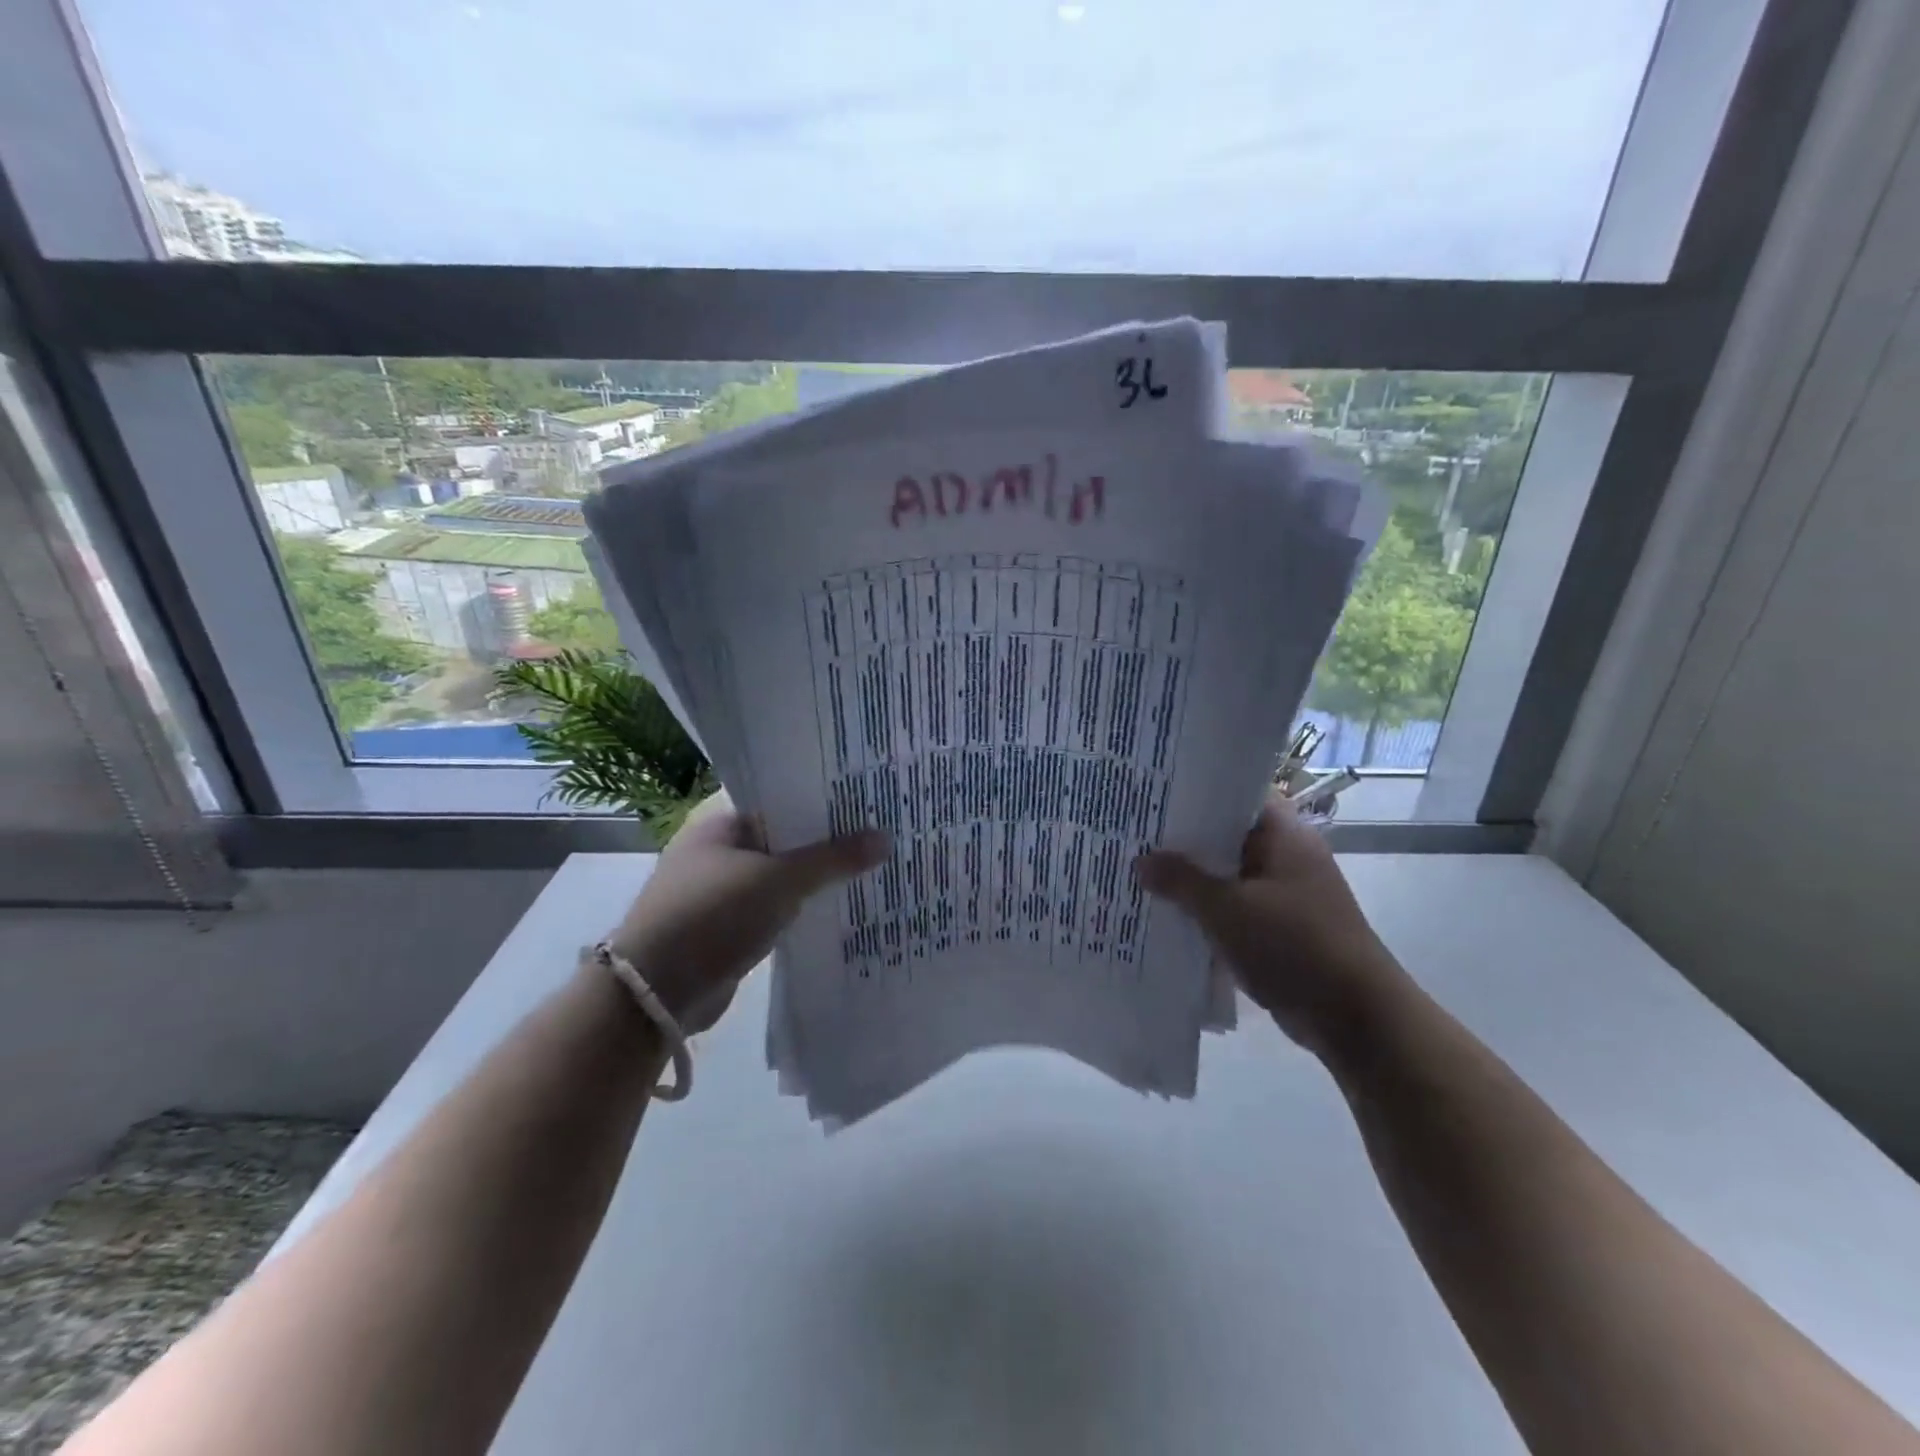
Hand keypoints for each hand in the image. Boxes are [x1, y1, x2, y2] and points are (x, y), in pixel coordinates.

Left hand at [605, 792, 889, 1034]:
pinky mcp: (723, 929)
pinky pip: (770, 908)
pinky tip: (834, 909)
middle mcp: (715, 852)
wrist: (653, 993)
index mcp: (720, 825)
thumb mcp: (780, 881)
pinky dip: (796, 908)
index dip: (819, 799)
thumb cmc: (713, 916)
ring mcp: (716, 892)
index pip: (778, 799)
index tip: (862, 800)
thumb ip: (833, 859)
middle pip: (781, 838)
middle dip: (822, 841)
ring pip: (777, 876)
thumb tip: (885, 837)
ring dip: (811, 878)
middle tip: (875, 832)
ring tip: (865, 867)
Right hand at [1136, 791, 1410, 1056]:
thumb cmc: (1293, 946)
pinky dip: (1207, 910)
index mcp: (1283, 835)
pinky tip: (1167, 913)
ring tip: (1140, 871)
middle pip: (1227, 836)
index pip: (1235, 795)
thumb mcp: (1227, 910)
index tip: (1154, 794)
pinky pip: (1234, 907)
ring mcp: (1284, 893)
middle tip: (1134, 833)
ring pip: (1228, 875)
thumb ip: (1182, 881)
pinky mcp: (1280, 927)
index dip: (1195, 792)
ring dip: (1192, 879)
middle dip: (1184, 840)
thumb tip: (1141, 860)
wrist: (1355, 1018)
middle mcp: (1286, 856)